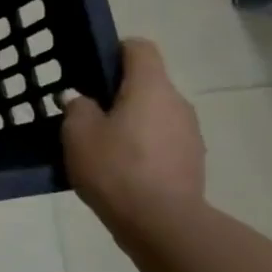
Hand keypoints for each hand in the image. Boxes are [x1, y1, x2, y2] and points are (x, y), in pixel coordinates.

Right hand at [62, 38, 204, 227]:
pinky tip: (123, 169)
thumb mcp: (78, 133)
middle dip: (119, 93)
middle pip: (148, 83)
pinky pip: (164, 140)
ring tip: (104, 147)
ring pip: (156, 113)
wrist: (161, 223)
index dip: (115, 51)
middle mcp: (177, 102)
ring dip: (133, 121)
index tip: (92, 70)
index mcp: (150, 87)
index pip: (139, 48)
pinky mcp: (193, 160)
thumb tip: (84, 100)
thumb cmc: (115, 168)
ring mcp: (190, 133)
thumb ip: (78, 107)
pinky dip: (144, 146)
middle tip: (88, 114)